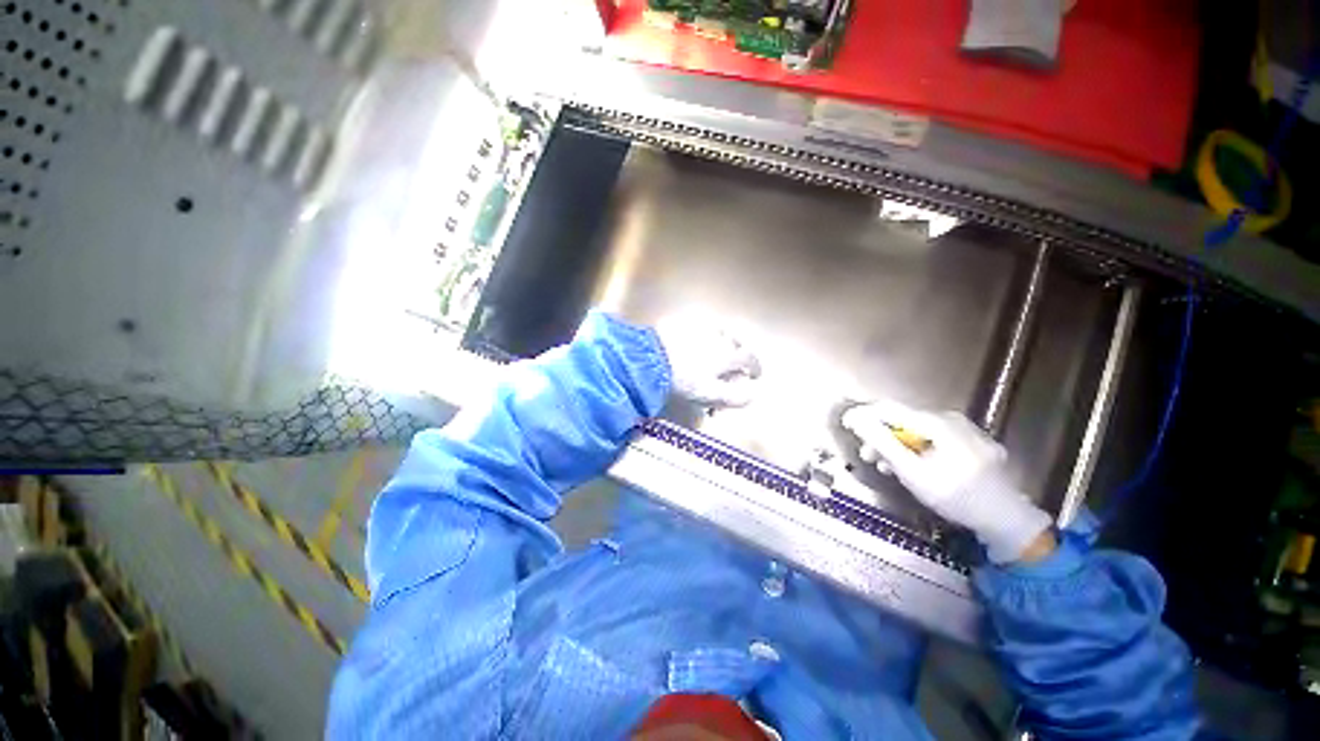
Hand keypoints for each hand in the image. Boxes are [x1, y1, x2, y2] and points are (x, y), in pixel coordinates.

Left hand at [655, 316, 760, 407]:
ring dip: (723, 343)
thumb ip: (735, 397)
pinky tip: (695, 344)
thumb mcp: (711, 394)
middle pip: (737, 343)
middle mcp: (719, 336)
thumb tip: (752, 395)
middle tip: (734, 365)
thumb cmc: (684, 379)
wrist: (651, 358)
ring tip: (716, 353)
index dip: (755, 368)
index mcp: (729, 354)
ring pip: (719, 332)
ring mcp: (701, 327)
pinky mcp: (683, 322)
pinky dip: (703, 336)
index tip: (755, 375)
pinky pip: (700, 327)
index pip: (750, 358)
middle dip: (739, 354)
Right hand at [842, 400, 1053, 562]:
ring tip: (888, 467)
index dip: (864, 414)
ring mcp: (966, 429)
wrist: (1006, 520)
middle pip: (903, 420)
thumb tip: (855, 419)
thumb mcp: (912, 471)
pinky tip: (914, 466)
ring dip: (898, 445)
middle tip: (867, 456)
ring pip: (919, 430)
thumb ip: (881, 442)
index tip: (846, 425)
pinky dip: (918, 448)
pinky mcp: (973, 441)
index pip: (889, 408)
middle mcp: (951, 418)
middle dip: (881, 437)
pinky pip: (936, 438)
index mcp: (937, 422)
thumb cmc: (955, 496)